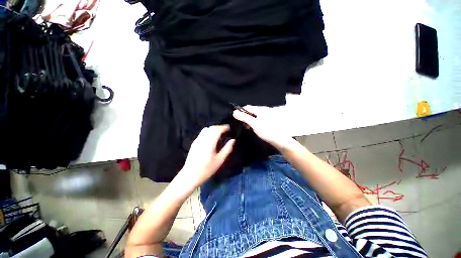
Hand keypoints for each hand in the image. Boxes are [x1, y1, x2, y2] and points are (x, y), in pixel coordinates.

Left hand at [179, 125, 234, 188]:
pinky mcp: (194, 143)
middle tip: (225, 130)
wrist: (190, 175)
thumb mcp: (219, 160)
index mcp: (209, 143)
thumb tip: (233, 140)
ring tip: (219, 133)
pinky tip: (211, 138)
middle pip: (211, 128)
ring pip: (206, 129)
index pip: (217, 130)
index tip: (229, 128)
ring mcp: (197, 140)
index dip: (223, 127)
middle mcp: (202, 139)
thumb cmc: (207, 169)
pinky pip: (202, 133)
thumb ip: (227, 149)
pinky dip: (208, 132)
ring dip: (213, 129)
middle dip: (219, 127)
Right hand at [233, 107, 293, 150]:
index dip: (240, 111)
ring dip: (248, 120)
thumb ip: (244, 117)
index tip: (235, 117)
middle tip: (239, 123)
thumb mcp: (254, 123)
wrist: (280, 140)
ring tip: (244, 126)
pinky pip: (257, 120)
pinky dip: (253, 123)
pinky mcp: (267, 122)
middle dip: (244, 116)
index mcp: (261, 109)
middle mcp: (264, 111)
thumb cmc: (267, 131)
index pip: (247, 107)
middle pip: (251, 111)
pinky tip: (251, 127)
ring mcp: (266, 117)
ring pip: (254, 116)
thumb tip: (235, 112)